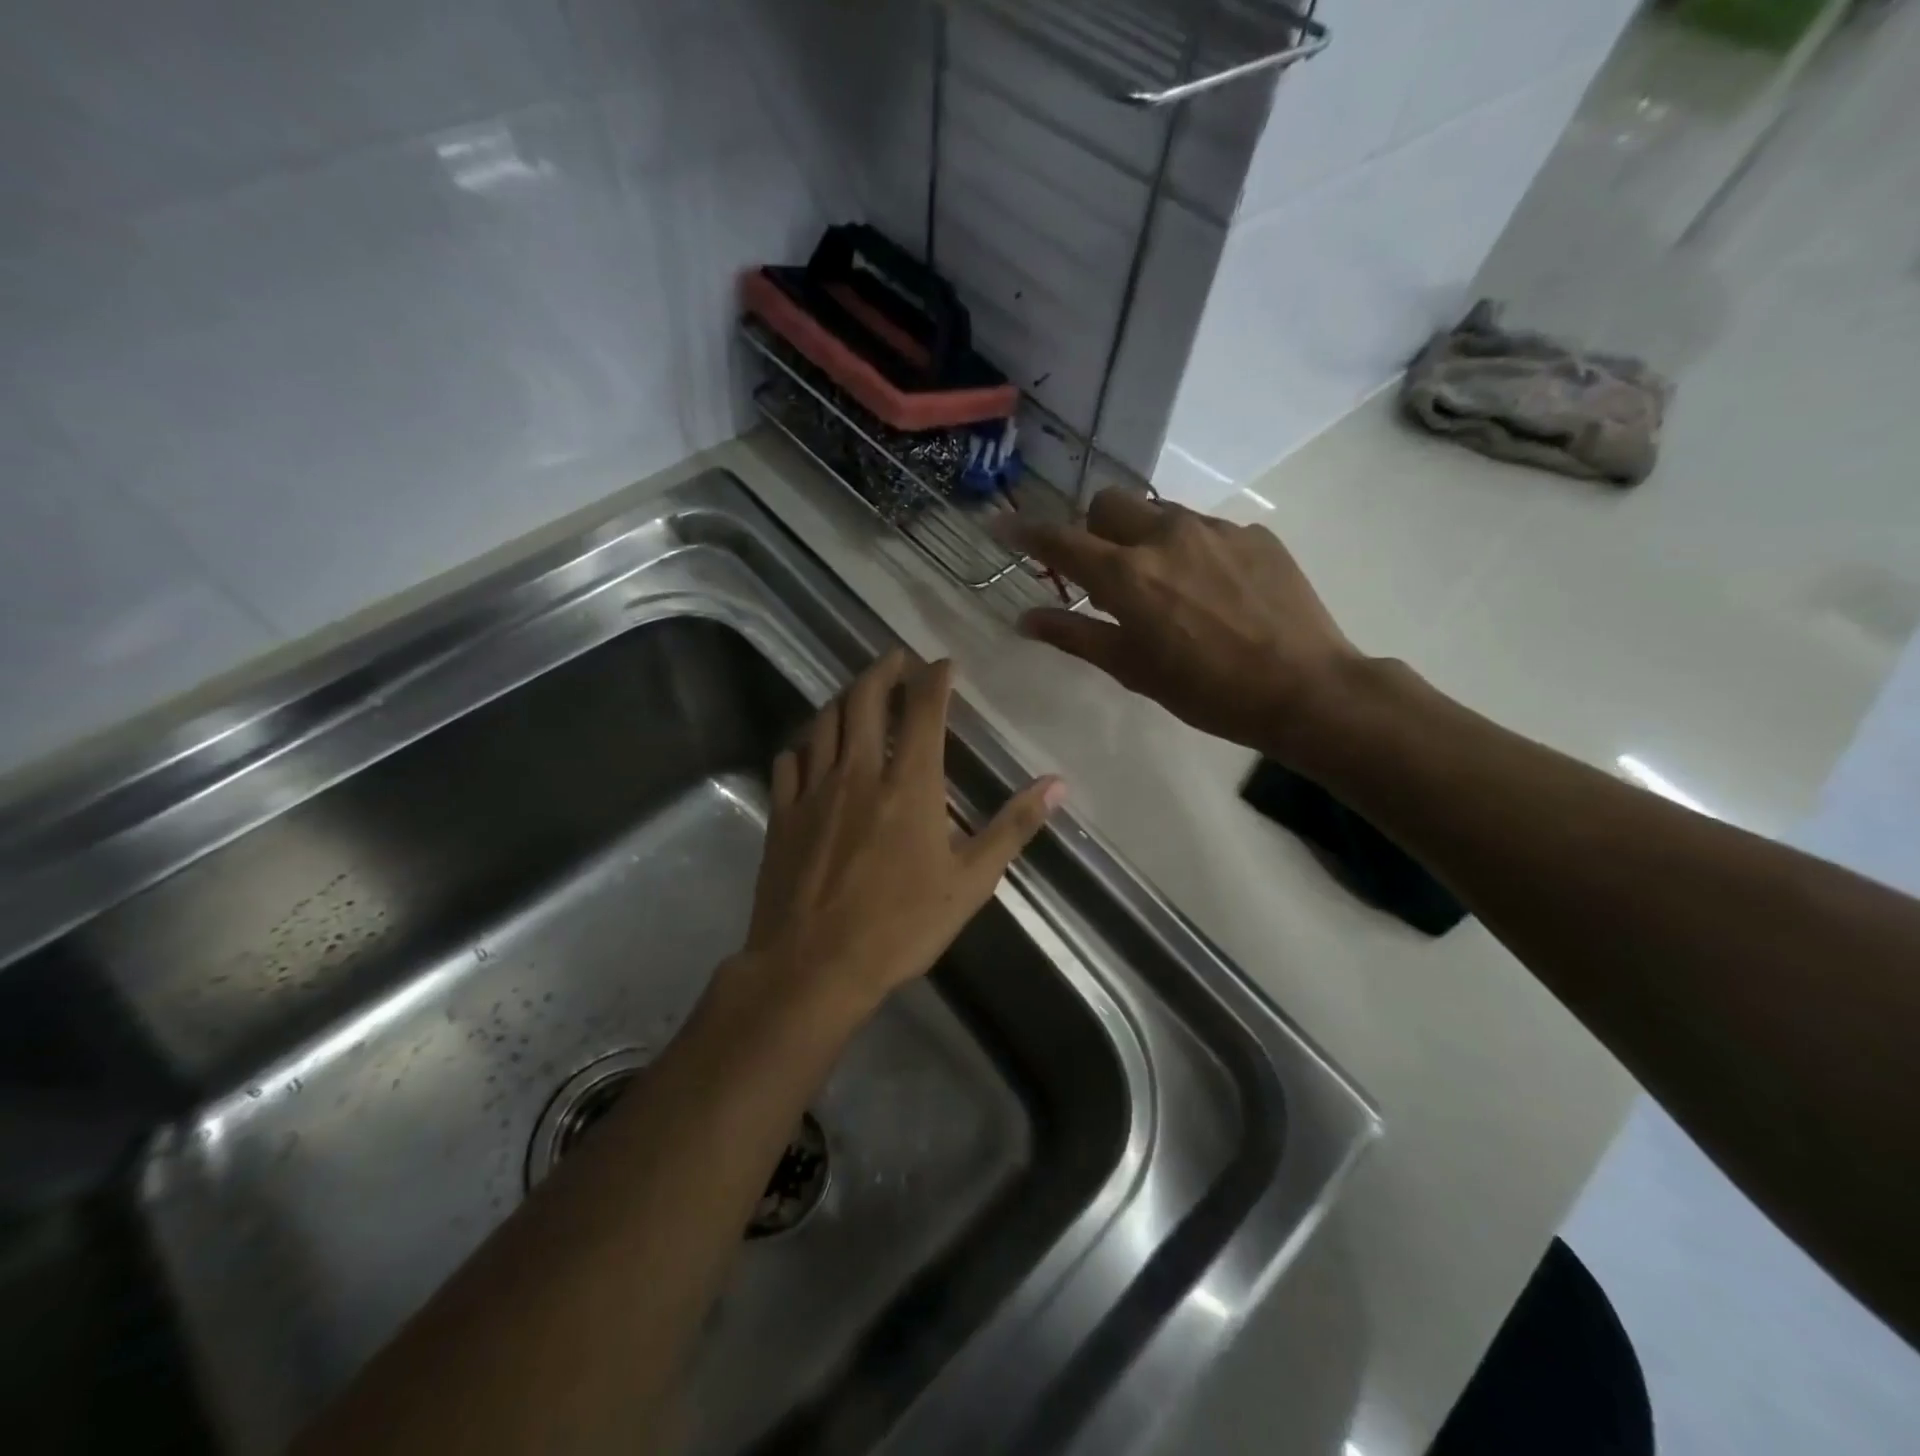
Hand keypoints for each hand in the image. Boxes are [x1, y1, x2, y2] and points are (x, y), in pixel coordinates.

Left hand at [733, 650, 1063, 1021]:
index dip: (934, 676)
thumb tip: (1058, 784)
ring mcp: (814, 789)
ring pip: (825, 721)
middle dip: (884, 669)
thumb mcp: (970, 882)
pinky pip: (789, 759)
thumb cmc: (901, 926)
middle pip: (866, 699)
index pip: (924, 708)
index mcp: (909, 784)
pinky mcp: (782, 813)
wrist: (814, 967)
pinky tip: (811, 746)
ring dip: (844, 697)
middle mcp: (859, 772)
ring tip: (859, 692)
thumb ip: (1013, 827)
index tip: (943, 662)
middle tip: (897, 658)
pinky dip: (805, 742)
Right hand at [998, 490, 1362, 760]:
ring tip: (1168, 586)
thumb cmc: (1207, 691)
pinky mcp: (1254, 533)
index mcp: (1128, 575)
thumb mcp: (1132, 670)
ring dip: (1145, 538)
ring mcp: (1215, 529)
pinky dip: (1192, 551)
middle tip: (1107, 571)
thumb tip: (1025, 619)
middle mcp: (1166, 536)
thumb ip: (1075, 635)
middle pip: (1109, 503)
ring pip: (1159, 513)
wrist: (1305, 688)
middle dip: (1095, 528)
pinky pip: (1206, 529)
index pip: (1061, 541)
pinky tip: (1215, 592)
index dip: (1025, 532)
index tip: (1002, 525)